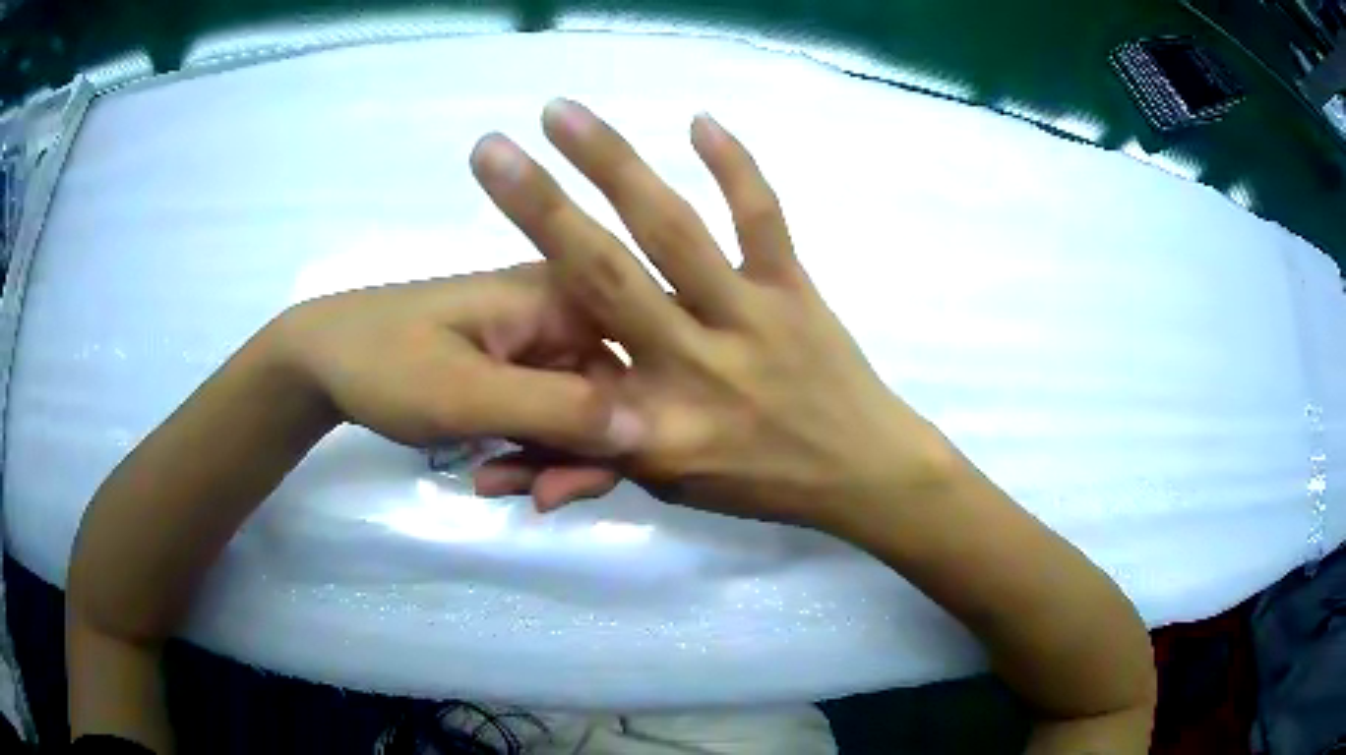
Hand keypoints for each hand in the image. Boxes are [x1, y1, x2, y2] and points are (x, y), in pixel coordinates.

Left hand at [275, 265, 631, 466]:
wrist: (321, 358)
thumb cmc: (387, 364)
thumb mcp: (468, 394)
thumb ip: (559, 411)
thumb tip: (649, 430)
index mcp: (559, 295)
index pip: (631, 367)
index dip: (622, 433)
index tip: (572, 487)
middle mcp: (559, 311)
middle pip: (606, 396)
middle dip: (573, 456)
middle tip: (536, 499)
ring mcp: (534, 340)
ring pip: (574, 414)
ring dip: (543, 459)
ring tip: (494, 485)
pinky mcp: (513, 365)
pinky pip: (543, 415)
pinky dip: (523, 450)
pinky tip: (488, 473)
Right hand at [470, 101, 957, 532]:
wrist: (865, 472)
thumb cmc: (761, 486)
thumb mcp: (669, 491)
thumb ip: (587, 469)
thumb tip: (493, 475)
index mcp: (656, 422)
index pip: (566, 363)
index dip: (510, 332)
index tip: (466, 277)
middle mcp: (695, 360)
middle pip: (604, 274)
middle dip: (540, 206)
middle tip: (492, 149)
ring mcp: (750, 315)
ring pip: (674, 231)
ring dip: (614, 165)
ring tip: (563, 115)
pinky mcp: (795, 287)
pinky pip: (763, 218)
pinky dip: (735, 166)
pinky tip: (699, 120)